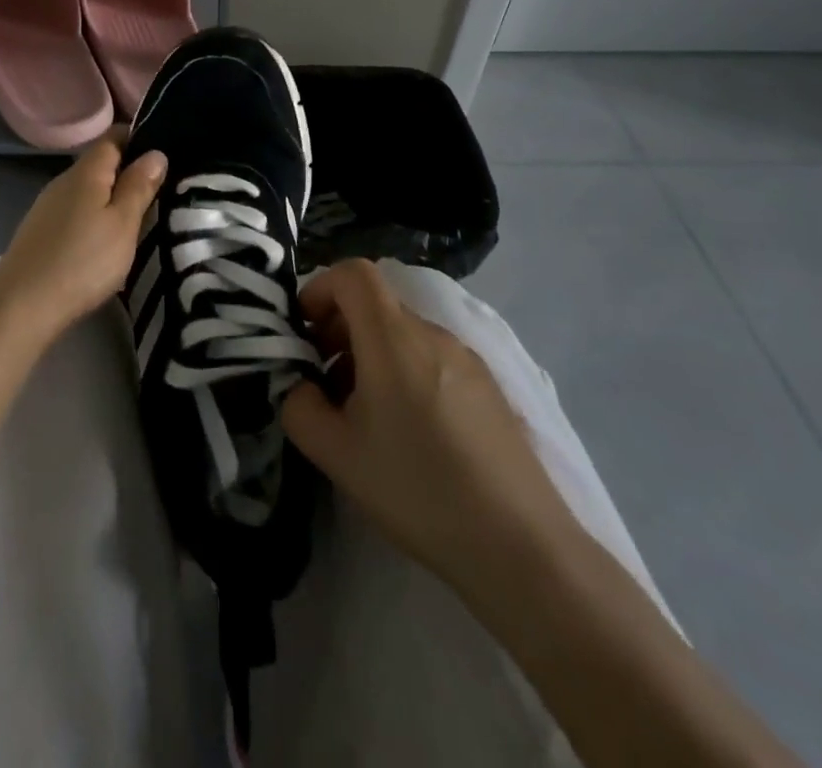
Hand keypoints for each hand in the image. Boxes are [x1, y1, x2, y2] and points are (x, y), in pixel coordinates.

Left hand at [0, 136, 166, 339]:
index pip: (113, 137)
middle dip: (127, 171)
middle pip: (99, 163)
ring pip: (86, 190)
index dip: (138, 138)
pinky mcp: (39, 231)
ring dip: (110, 197)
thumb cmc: (83, 261)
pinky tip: (102, 240)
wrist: (22, 306)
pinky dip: (92, 217)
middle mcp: (62, 181)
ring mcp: (46, 207)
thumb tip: (155, 152)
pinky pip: (74, 211)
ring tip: (136, 218)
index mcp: (85, 172)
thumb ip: (139, 186)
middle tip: (158, 191)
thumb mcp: (122, 224)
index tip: (163, 153)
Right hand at [281, 259, 584, 617]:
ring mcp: (468, 360)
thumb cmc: (418, 489)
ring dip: (371, 356)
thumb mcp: (335, 453)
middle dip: (339, 329)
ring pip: (403, 335)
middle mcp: (433, 334)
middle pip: (376, 305)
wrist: (523, 548)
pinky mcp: (490, 389)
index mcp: (393, 337)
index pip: (353, 273)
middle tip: (323, 381)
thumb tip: (303, 386)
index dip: (319, 288)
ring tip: (364, 415)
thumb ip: (299, 406)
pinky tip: (409, 434)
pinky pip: (433, 359)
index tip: (304, 331)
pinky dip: (405, 374)